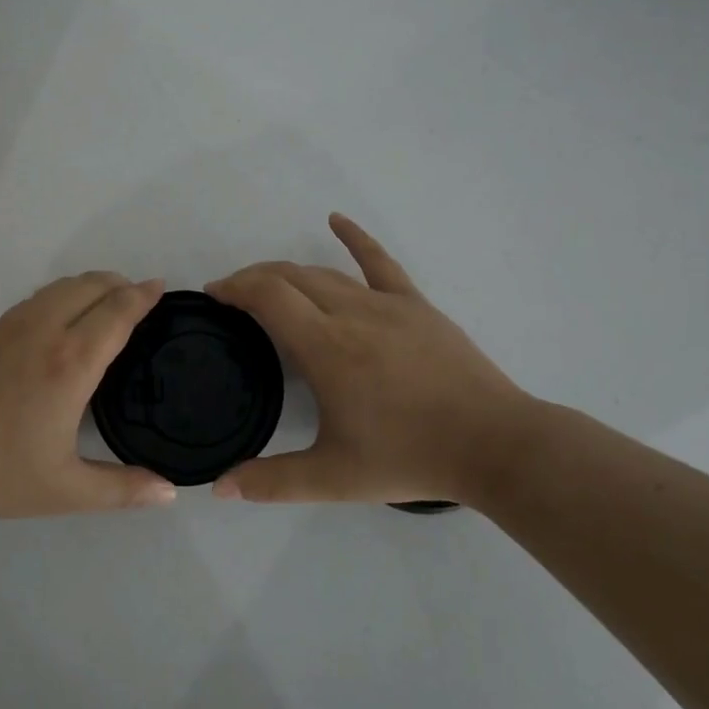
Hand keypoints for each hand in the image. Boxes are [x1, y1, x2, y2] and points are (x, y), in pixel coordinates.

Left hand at [0, 273, 178, 521]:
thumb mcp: (63, 490)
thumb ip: (121, 489)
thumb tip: (170, 491)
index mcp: (70, 362)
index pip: (117, 312)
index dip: (143, 295)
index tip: (161, 287)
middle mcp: (44, 331)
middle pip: (89, 286)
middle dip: (119, 283)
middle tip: (139, 295)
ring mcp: (10, 327)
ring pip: (59, 287)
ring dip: (89, 285)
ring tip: (105, 301)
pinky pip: (36, 299)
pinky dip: (61, 295)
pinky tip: (59, 320)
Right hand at [206, 215, 542, 506]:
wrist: (494, 445)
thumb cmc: (410, 458)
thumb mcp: (333, 479)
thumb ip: (271, 482)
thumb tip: (219, 488)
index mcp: (326, 348)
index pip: (267, 296)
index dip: (235, 287)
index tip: (214, 296)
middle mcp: (351, 314)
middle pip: (289, 276)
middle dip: (253, 278)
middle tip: (233, 296)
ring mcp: (386, 303)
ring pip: (324, 272)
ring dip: (288, 272)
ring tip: (268, 284)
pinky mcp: (415, 304)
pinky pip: (379, 261)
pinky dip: (354, 237)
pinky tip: (336, 220)